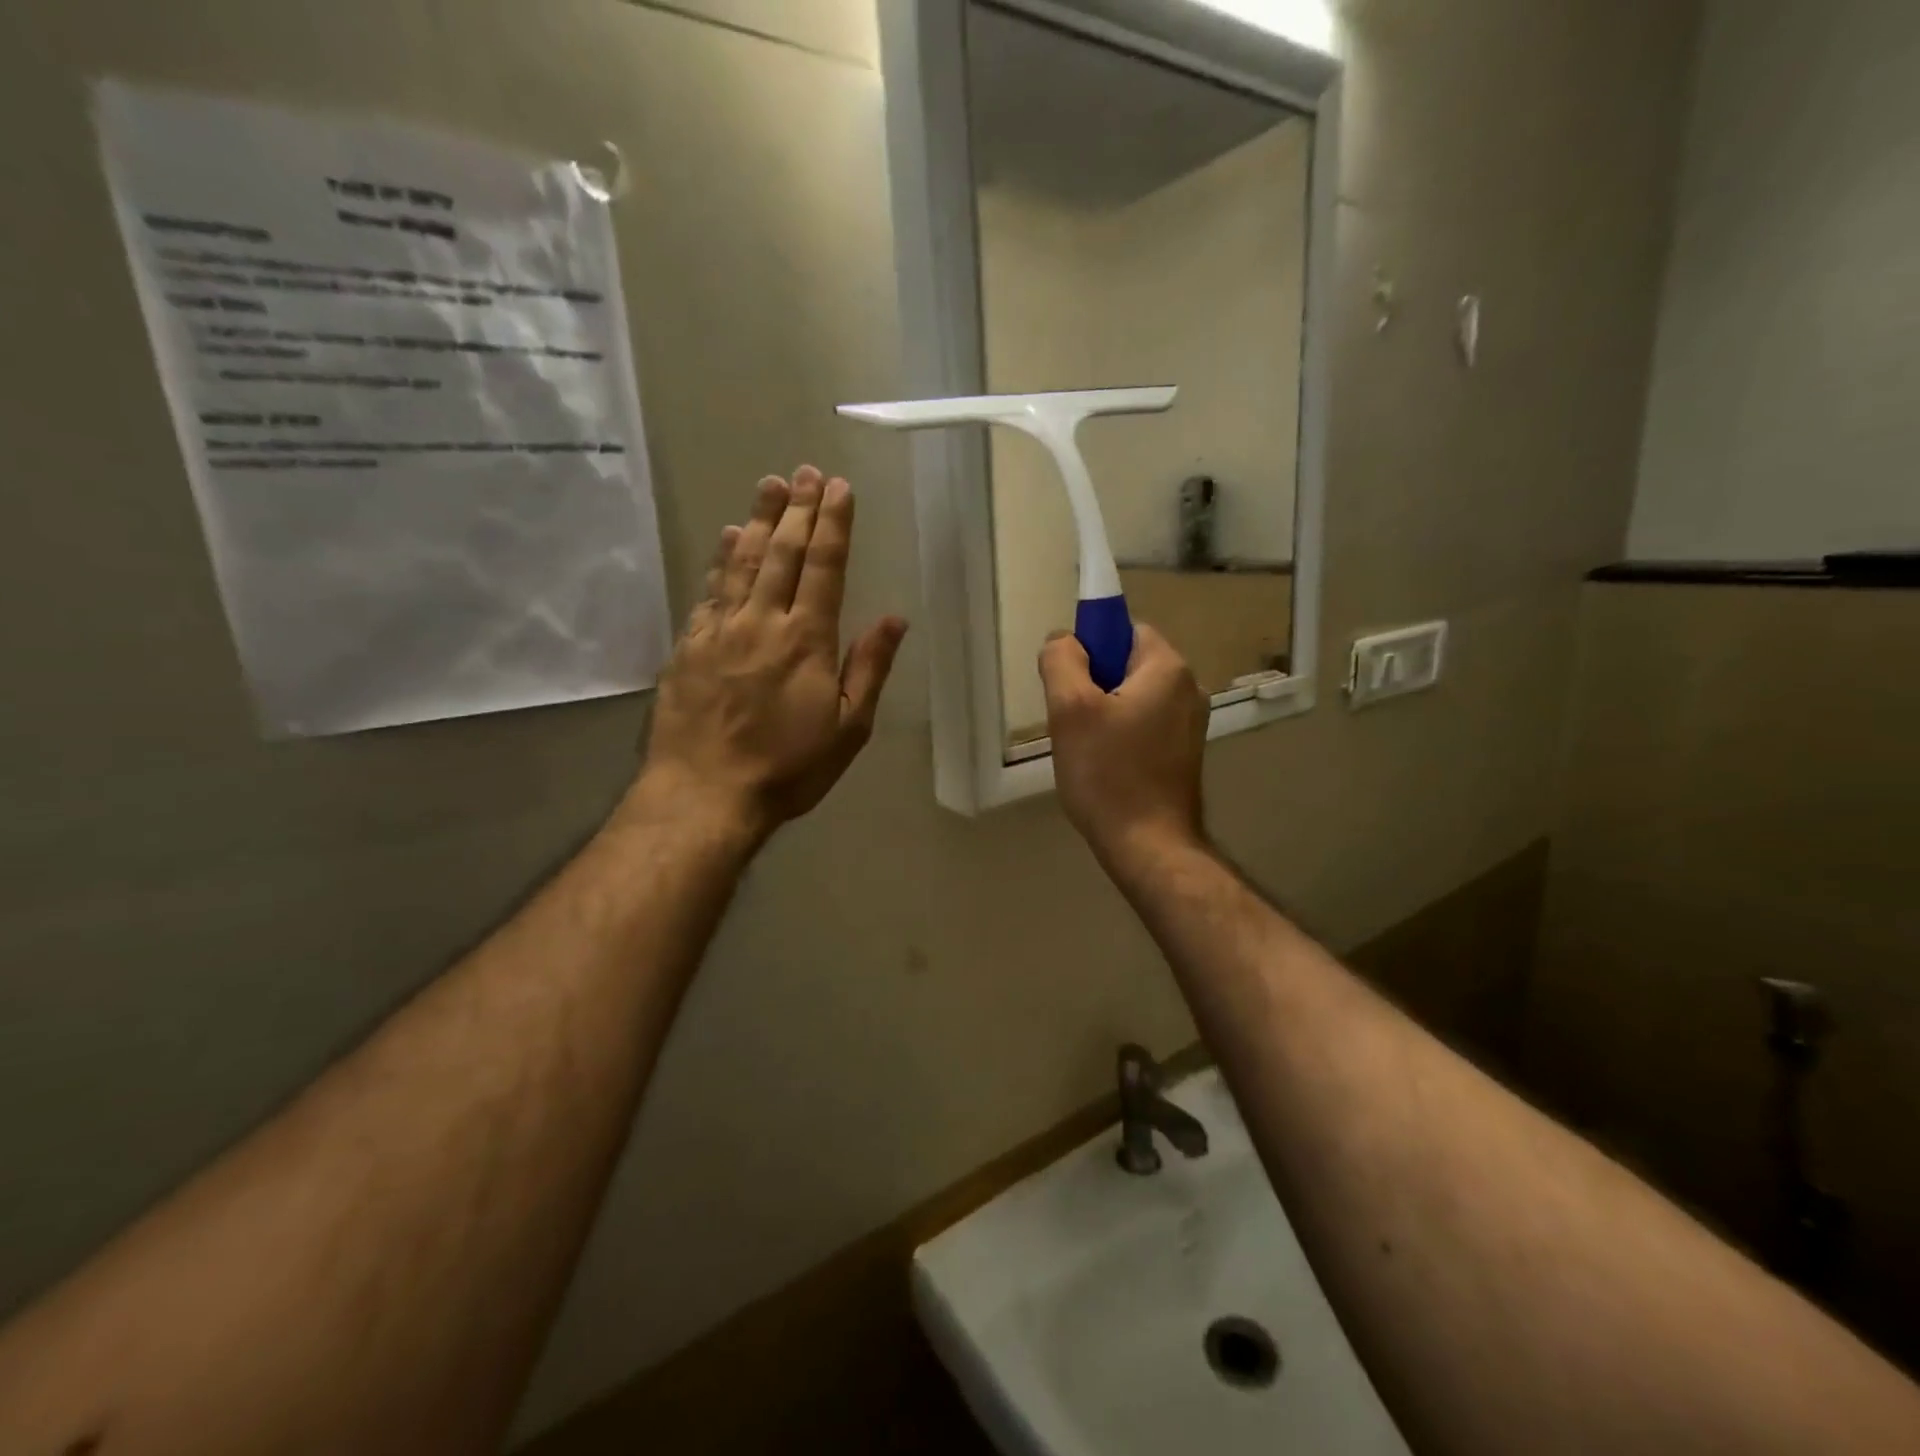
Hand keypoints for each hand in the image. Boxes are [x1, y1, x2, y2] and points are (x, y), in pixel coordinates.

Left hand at [629, 467, 907, 841]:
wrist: (705, 794)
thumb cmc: (788, 767)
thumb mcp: (849, 728)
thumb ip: (870, 668)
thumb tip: (894, 618)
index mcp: (807, 640)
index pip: (824, 567)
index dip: (833, 524)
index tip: (838, 488)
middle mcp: (762, 621)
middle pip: (781, 552)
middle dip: (797, 509)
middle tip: (805, 472)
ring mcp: (720, 630)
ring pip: (741, 561)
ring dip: (757, 520)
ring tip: (769, 485)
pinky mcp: (688, 645)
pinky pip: (708, 590)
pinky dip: (719, 559)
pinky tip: (725, 538)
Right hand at [1040, 623, 1208, 864]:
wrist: (1148, 845)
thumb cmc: (1108, 774)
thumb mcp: (1070, 709)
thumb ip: (1062, 660)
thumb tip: (1064, 640)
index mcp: (1168, 668)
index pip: (1124, 629)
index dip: (1090, 647)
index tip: (1069, 684)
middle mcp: (1190, 688)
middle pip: (1128, 664)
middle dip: (1093, 684)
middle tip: (1070, 721)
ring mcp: (1191, 724)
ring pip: (1133, 697)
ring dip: (1104, 712)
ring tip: (1086, 747)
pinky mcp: (1185, 753)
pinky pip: (1144, 724)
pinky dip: (1121, 734)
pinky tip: (1105, 765)